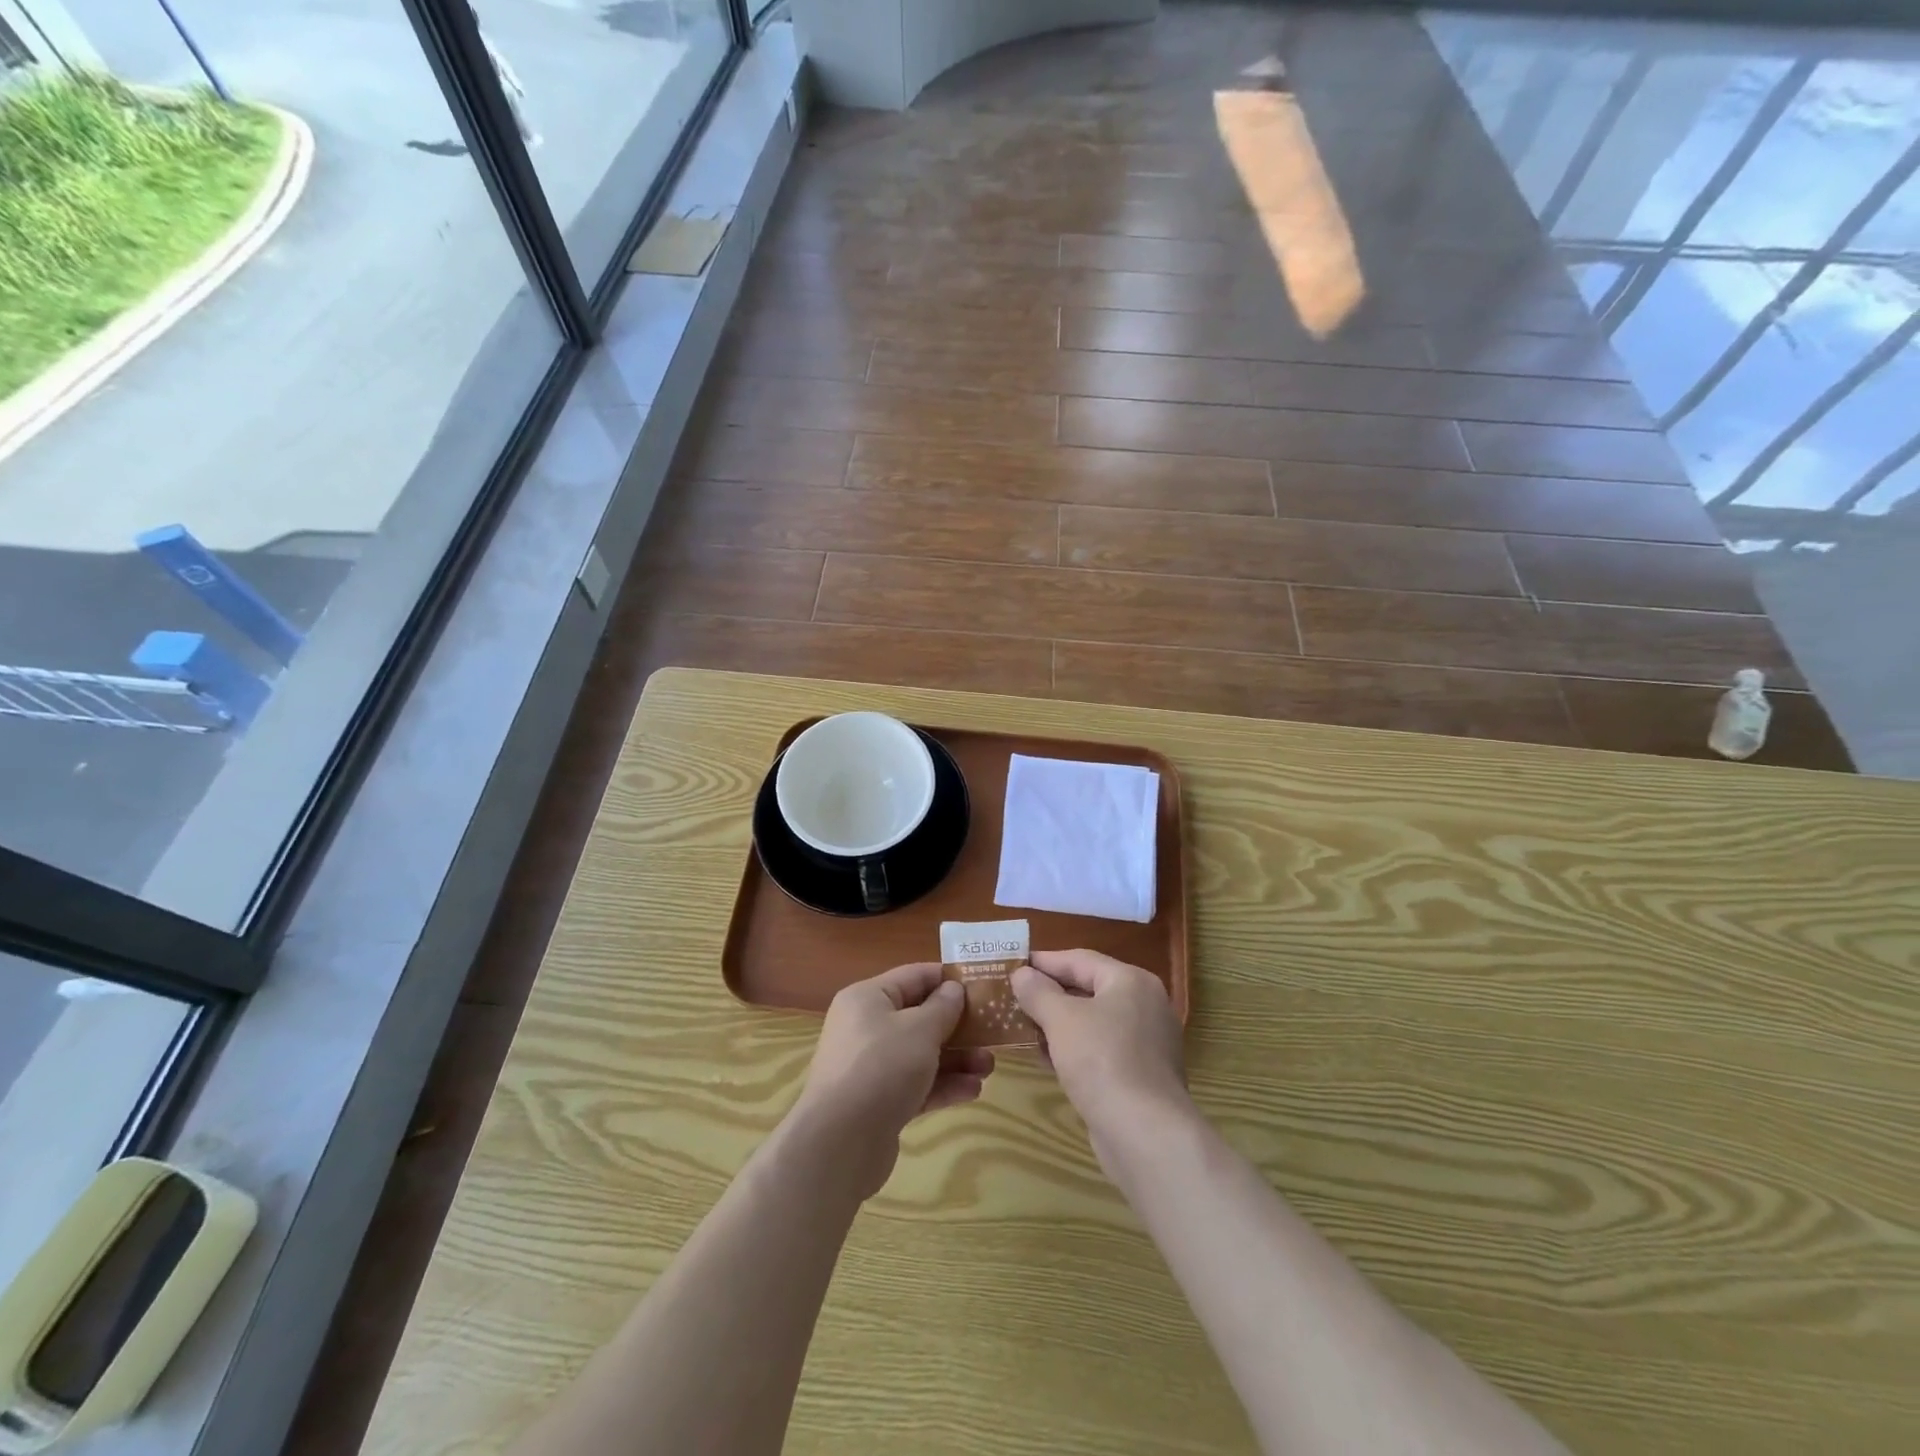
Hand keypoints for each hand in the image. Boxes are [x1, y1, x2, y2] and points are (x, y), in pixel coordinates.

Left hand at [792, 963, 993, 1198]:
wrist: (839, 1143)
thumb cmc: (882, 1067)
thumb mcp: (920, 1029)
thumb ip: (942, 1007)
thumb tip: (953, 989)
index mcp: (868, 998)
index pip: (914, 976)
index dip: (948, 979)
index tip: (983, 986)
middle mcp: (866, 1027)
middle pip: (919, 1017)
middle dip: (958, 1026)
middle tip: (992, 1033)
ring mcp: (871, 1067)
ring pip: (921, 1054)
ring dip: (956, 1059)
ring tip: (989, 1067)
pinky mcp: (878, 1103)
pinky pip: (916, 1085)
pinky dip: (943, 1085)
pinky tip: (972, 1091)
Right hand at [1012, 950, 1186, 1135]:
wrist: (1145, 1134)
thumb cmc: (1102, 1061)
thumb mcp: (1061, 1019)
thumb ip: (1038, 992)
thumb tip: (1022, 973)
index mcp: (1131, 981)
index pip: (1080, 959)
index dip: (1044, 961)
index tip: (1013, 964)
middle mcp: (1145, 1005)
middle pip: (1088, 989)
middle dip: (1050, 994)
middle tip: (1013, 996)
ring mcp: (1147, 1042)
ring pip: (1094, 1021)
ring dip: (1058, 1023)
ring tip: (1023, 1026)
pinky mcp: (1141, 1075)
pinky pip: (1101, 1049)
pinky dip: (1074, 1048)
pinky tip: (1046, 1058)